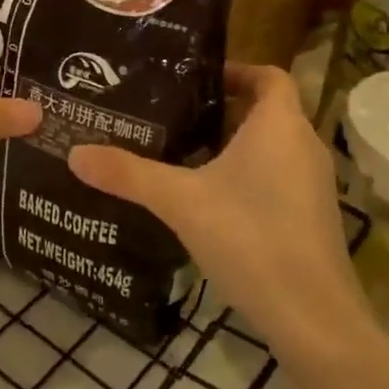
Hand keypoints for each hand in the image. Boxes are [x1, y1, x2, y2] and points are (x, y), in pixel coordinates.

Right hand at [68, 63, 368, 363]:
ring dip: (232, 146)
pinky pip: (276, 177)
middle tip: (171, 114)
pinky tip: (207, 201)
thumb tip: (75, 154)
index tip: (193, 78)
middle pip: (265, 110)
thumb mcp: (180, 201)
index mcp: (279, 125)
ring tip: (180, 153)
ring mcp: (312, 184)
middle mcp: (304, 145)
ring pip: (270, 147)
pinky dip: (246, 176)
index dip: (235, 70)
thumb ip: (128, 174)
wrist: (313, 318)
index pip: (268, 74)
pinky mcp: (311, 217)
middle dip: (220, 110)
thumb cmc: (251, 238)